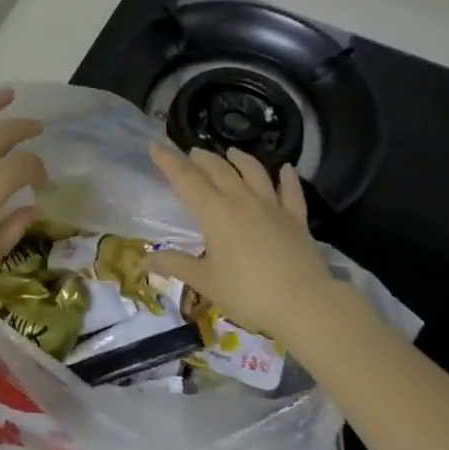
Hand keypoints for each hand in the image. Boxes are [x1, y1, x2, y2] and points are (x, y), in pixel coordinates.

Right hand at [145, 146, 338, 345]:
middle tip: (191, 153)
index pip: (185, 179)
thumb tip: (144, 261)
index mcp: (214, 211)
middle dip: (202, 158)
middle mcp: (241, 199)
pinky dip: (287, 177)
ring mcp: (271, 206)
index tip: (155, 146)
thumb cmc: (248, 293)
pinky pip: (291, 191)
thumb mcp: (206, 282)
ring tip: (231, 151)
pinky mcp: (296, 218)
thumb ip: (176, 266)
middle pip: (218, 169)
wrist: (304, 303)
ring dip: (240, 158)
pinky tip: (286, 168)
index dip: (168, 162)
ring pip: (253, 171)